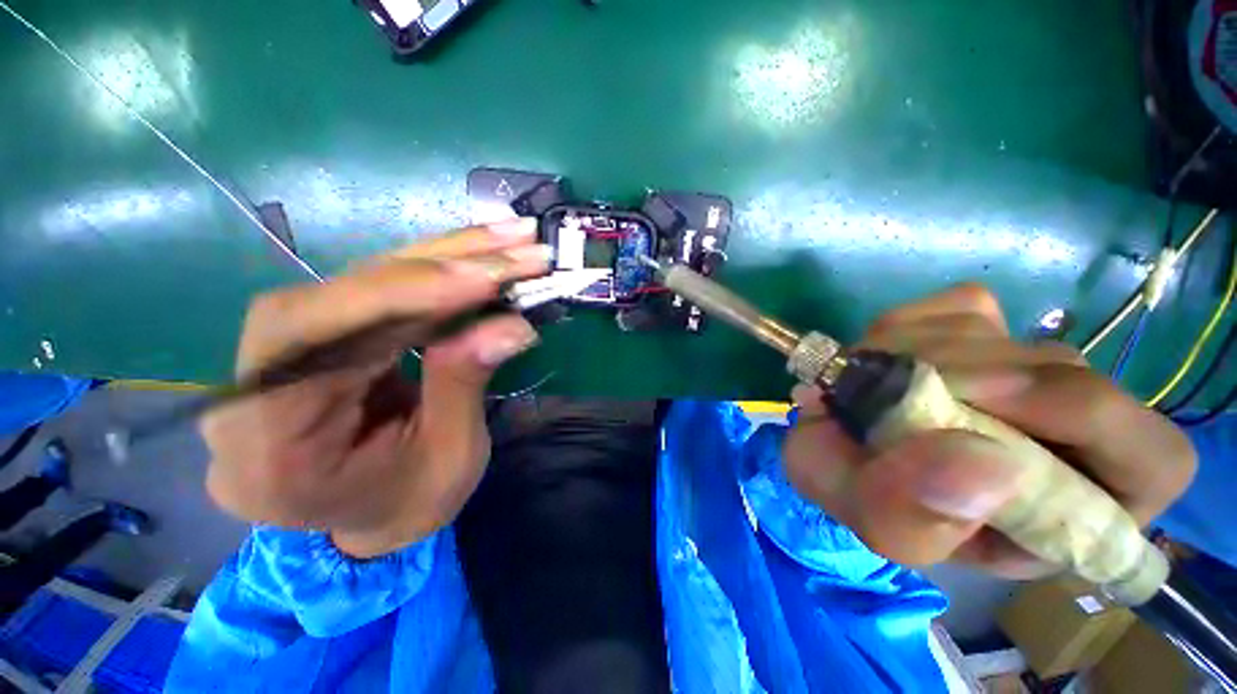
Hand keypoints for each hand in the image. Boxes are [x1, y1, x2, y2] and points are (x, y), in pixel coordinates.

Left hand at [201, 219, 549, 557]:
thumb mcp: (449, 458)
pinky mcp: (326, 336)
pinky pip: (380, 291)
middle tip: (514, 250)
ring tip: (511, 241)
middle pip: (337, 295)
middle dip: (438, 267)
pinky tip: (481, 257)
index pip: (306, 340)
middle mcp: (257, 388)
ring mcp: (289, 355)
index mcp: (269, 449)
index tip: (478, 279)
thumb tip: (512, 325)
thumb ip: (464, 385)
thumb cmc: (408, 504)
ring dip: (447, 257)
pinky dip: (439, 271)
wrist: (372, 517)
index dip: (393, 295)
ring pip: (363, 281)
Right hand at [783, 284, 1195, 577]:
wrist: (838, 447)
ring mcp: (1029, 364)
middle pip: (1066, 373)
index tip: (978, 404)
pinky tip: (883, 361)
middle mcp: (1075, 426)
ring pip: (1001, 335)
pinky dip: (906, 329)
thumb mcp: (884, 528)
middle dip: (969, 380)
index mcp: (1080, 502)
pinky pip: (958, 308)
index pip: (1151, 455)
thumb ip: (923, 516)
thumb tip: (990, 465)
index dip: (1083, 418)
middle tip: (895, 396)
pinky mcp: (986, 326)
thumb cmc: (872, 500)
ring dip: (918, 356)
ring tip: (873, 392)